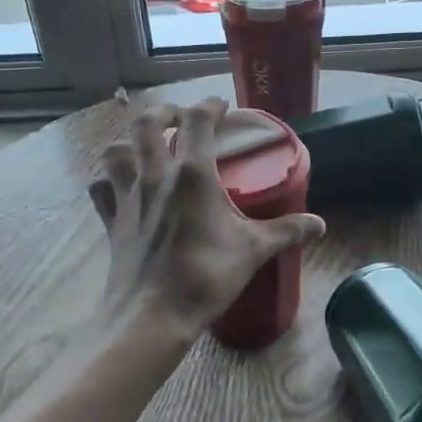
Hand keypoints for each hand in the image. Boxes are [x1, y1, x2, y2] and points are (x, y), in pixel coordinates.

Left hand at [89, 99, 324, 339]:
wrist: (153, 316)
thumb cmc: (206, 276)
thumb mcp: (254, 251)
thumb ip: (287, 231)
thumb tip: (320, 224)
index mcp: (192, 174)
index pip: (197, 121)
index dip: (209, 106)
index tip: (221, 106)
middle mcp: (155, 176)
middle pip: (146, 124)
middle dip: (164, 113)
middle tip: (179, 118)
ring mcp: (128, 198)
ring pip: (116, 150)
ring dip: (129, 140)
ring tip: (145, 147)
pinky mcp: (111, 222)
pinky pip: (101, 189)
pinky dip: (108, 180)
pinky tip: (119, 186)